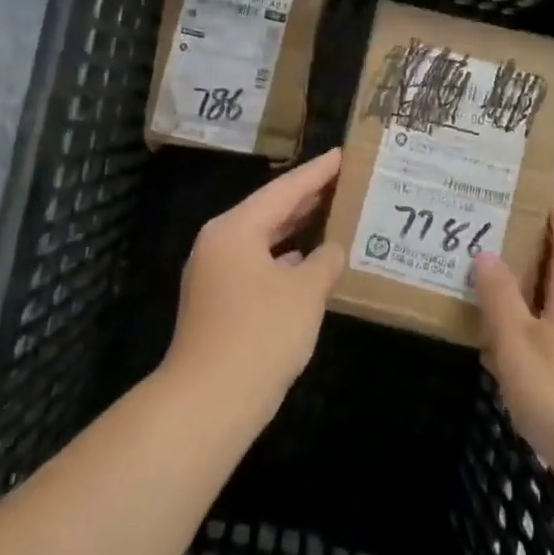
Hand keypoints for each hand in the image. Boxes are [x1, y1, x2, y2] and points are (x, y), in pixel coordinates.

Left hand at [165, 149, 346, 420]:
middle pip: (269, 211)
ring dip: (296, 230)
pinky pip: (257, 265)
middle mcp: (219, 243)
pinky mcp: (218, 301)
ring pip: (262, 240)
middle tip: (343, 182)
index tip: (342, 155)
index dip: (317, 172)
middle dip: (306, 198)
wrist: (210, 400)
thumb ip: (324, 262)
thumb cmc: (260, 334)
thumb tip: (331, 250)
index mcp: (235, 229)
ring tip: (332, 214)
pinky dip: (284, 260)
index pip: (283, 190)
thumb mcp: (304, 292)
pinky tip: (308, 263)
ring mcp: (215, 274)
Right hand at [472, 191, 553, 526]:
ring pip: (540, 302)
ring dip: (511, 285)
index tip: (530, 178)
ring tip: (470, 269)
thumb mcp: (519, 341)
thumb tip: (486, 254)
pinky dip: (509, 329)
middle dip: (523, 240)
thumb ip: (500, 298)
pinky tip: (480, 337)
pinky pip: (534, 339)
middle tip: (481, 220)